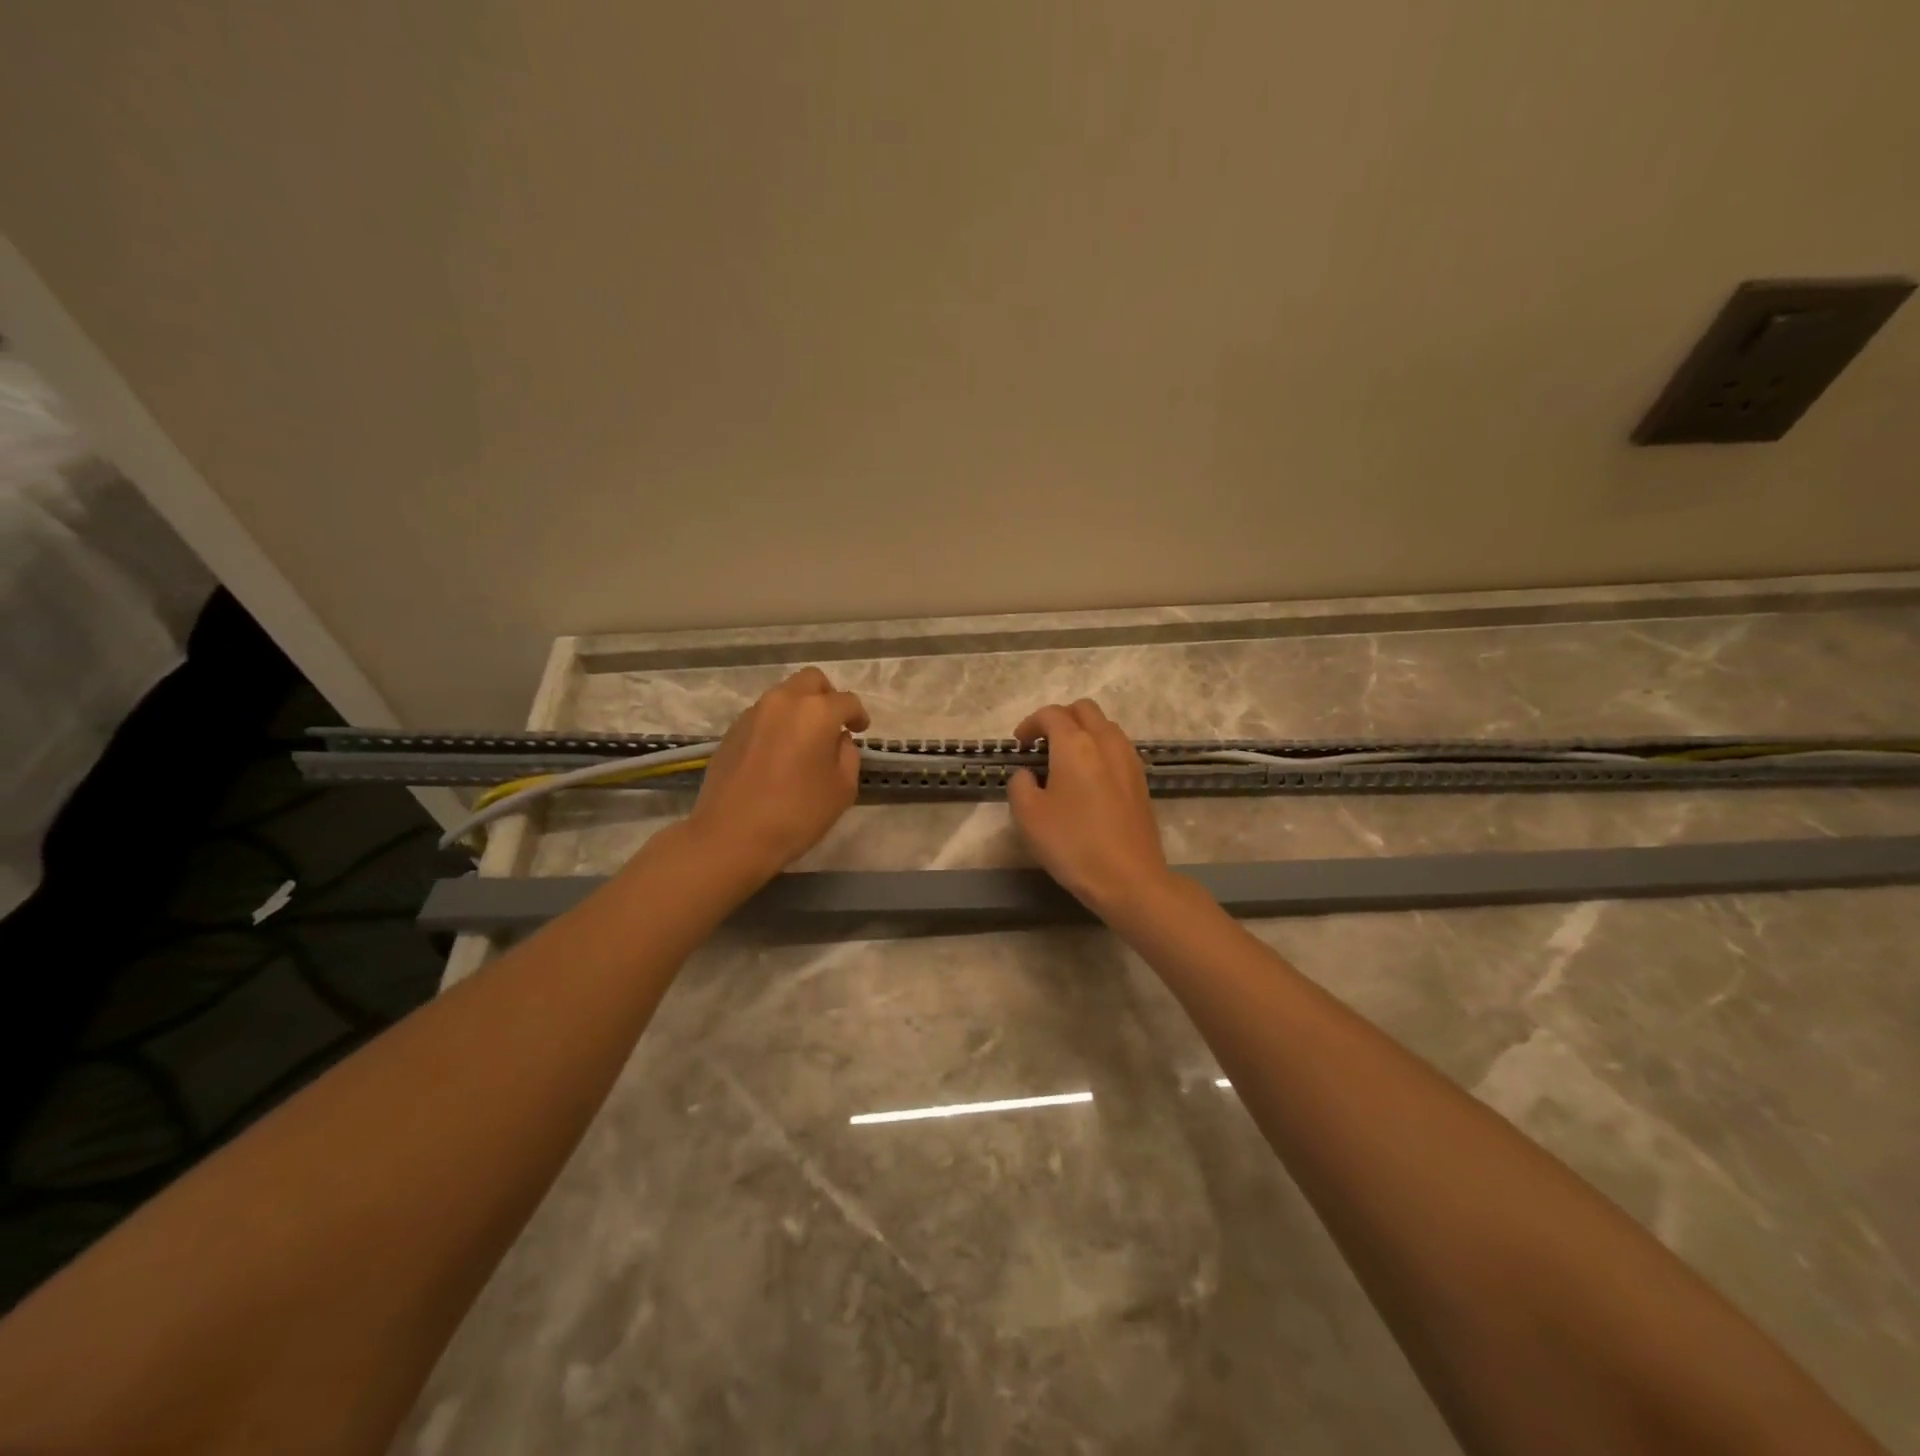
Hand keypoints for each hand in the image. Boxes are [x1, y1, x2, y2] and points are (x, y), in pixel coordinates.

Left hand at [685, 667, 869, 881]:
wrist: (731, 835)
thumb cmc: (796, 813)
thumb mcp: (842, 789)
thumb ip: (847, 756)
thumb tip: (838, 740)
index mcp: (816, 712)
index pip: (846, 701)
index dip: (858, 715)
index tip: (860, 730)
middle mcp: (783, 701)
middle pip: (811, 681)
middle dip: (827, 697)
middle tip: (834, 724)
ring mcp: (753, 714)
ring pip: (784, 695)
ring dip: (800, 709)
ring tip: (805, 741)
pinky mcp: (731, 731)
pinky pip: (763, 716)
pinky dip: (777, 725)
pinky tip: (778, 755)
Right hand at [1007, 700, 1171, 915]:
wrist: (1129, 878)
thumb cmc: (1073, 844)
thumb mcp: (1028, 816)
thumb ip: (1020, 784)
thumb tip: (1029, 774)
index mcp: (1075, 744)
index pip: (1051, 714)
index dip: (1029, 724)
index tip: (1019, 745)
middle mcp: (1106, 741)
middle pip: (1083, 710)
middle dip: (1059, 719)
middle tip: (1041, 745)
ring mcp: (1129, 759)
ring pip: (1104, 726)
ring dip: (1082, 732)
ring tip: (1065, 760)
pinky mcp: (1141, 780)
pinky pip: (1117, 747)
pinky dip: (1099, 749)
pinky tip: (1089, 778)